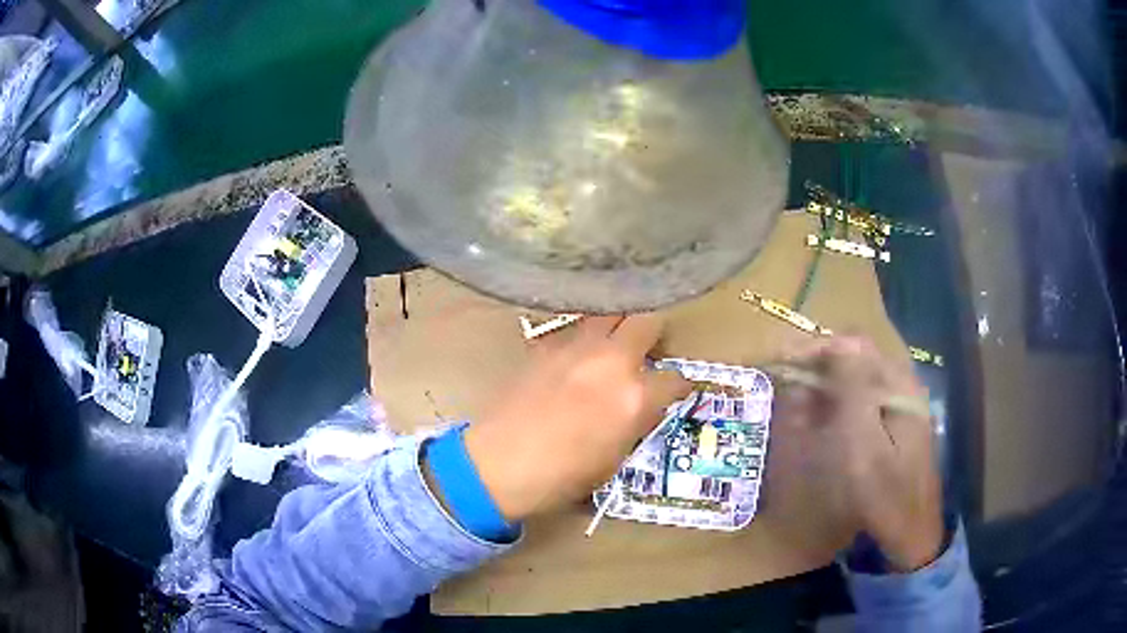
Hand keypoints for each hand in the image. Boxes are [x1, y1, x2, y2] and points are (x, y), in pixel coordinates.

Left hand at [462, 315, 689, 521]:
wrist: (500, 463)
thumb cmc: (561, 476)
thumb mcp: (614, 458)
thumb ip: (636, 422)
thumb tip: (645, 404)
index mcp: (633, 397)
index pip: (674, 378)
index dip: (679, 385)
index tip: (675, 389)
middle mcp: (610, 360)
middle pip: (648, 320)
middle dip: (656, 333)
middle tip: (650, 350)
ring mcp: (576, 346)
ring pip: (610, 313)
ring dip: (620, 326)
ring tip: (616, 345)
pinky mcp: (546, 343)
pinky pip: (576, 327)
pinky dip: (586, 336)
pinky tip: (579, 355)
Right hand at [771, 337, 942, 570]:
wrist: (910, 530)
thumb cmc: (884, 492)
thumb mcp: (864, 443)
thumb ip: (853, 389)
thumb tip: (839, 343)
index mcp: (898, 384)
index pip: (856, 345)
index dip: (817, 346)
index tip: (783, 359)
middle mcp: (902, 384)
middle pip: (856, 358)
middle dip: (817, 366)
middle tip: (784, 384)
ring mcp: (900, 403)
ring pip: (856, 379)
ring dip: (824, 387)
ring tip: (796, 408)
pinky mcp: (893, 422)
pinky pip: (861, 401)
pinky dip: (836, 406)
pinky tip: (818, 424)